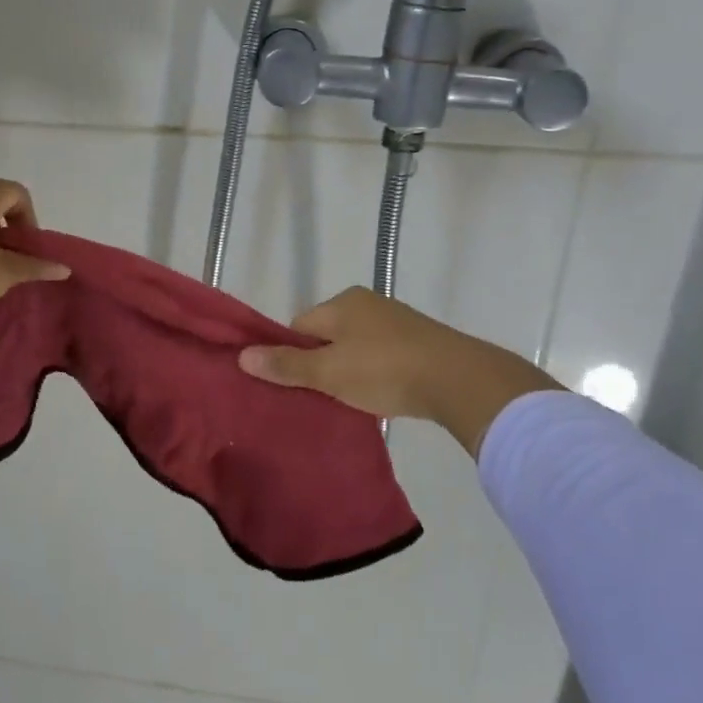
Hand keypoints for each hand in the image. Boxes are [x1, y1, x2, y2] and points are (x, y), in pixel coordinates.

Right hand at [238, 286, 561, 456]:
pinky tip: (380, 394)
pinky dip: (375, 373)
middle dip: (320, 365)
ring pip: (355, 347)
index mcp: (342, 302)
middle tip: (321, 396)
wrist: (459, 380)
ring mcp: (396, 321)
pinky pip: (381, 355)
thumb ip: (287, 365)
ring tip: (350, 400)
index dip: (292, 356)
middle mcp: (367, 303)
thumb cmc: (385, 370)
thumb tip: (243, 355)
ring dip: (349, 371)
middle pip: (326, 336)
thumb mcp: (329, 372)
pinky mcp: (419, 341)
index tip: (296, 386)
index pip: (299, 327)